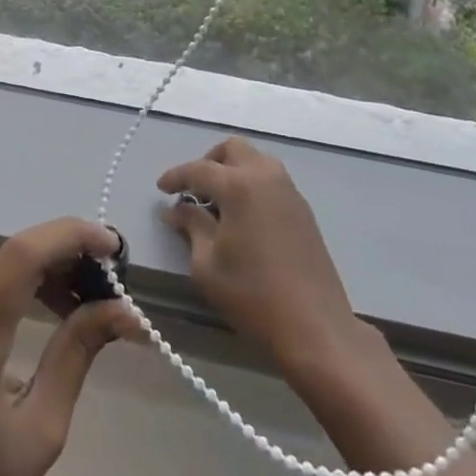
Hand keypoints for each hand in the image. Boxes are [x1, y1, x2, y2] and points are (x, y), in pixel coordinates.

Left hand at [0, 219, 136, 475]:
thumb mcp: (39, 435)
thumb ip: (76, 357)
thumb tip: (123, 311)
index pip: (20, 257)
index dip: (70, 236)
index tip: (114, 246)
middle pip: (14, 258)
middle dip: (69, 254)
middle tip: (115, 280)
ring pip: (3, 273)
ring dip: (51, 272)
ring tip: (95, 300)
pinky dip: (28, 291)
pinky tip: (57, 312)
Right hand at [159, 135, 359, 366]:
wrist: (315, 326)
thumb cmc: (252, 295)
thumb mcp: (207, 265)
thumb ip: (192, 227)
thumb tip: (178, 209)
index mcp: (239, 186)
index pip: (199, 169)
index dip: (176, 177)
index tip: (161, 188)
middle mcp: (266, 177)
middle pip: (233, 149)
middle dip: (209, 162)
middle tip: (194, 189)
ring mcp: (289, 192)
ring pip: (256, 161)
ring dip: (233, 171)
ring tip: (217, 202)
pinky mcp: (303, 210)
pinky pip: (271, 181)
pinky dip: (252, 185)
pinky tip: (242, 216)